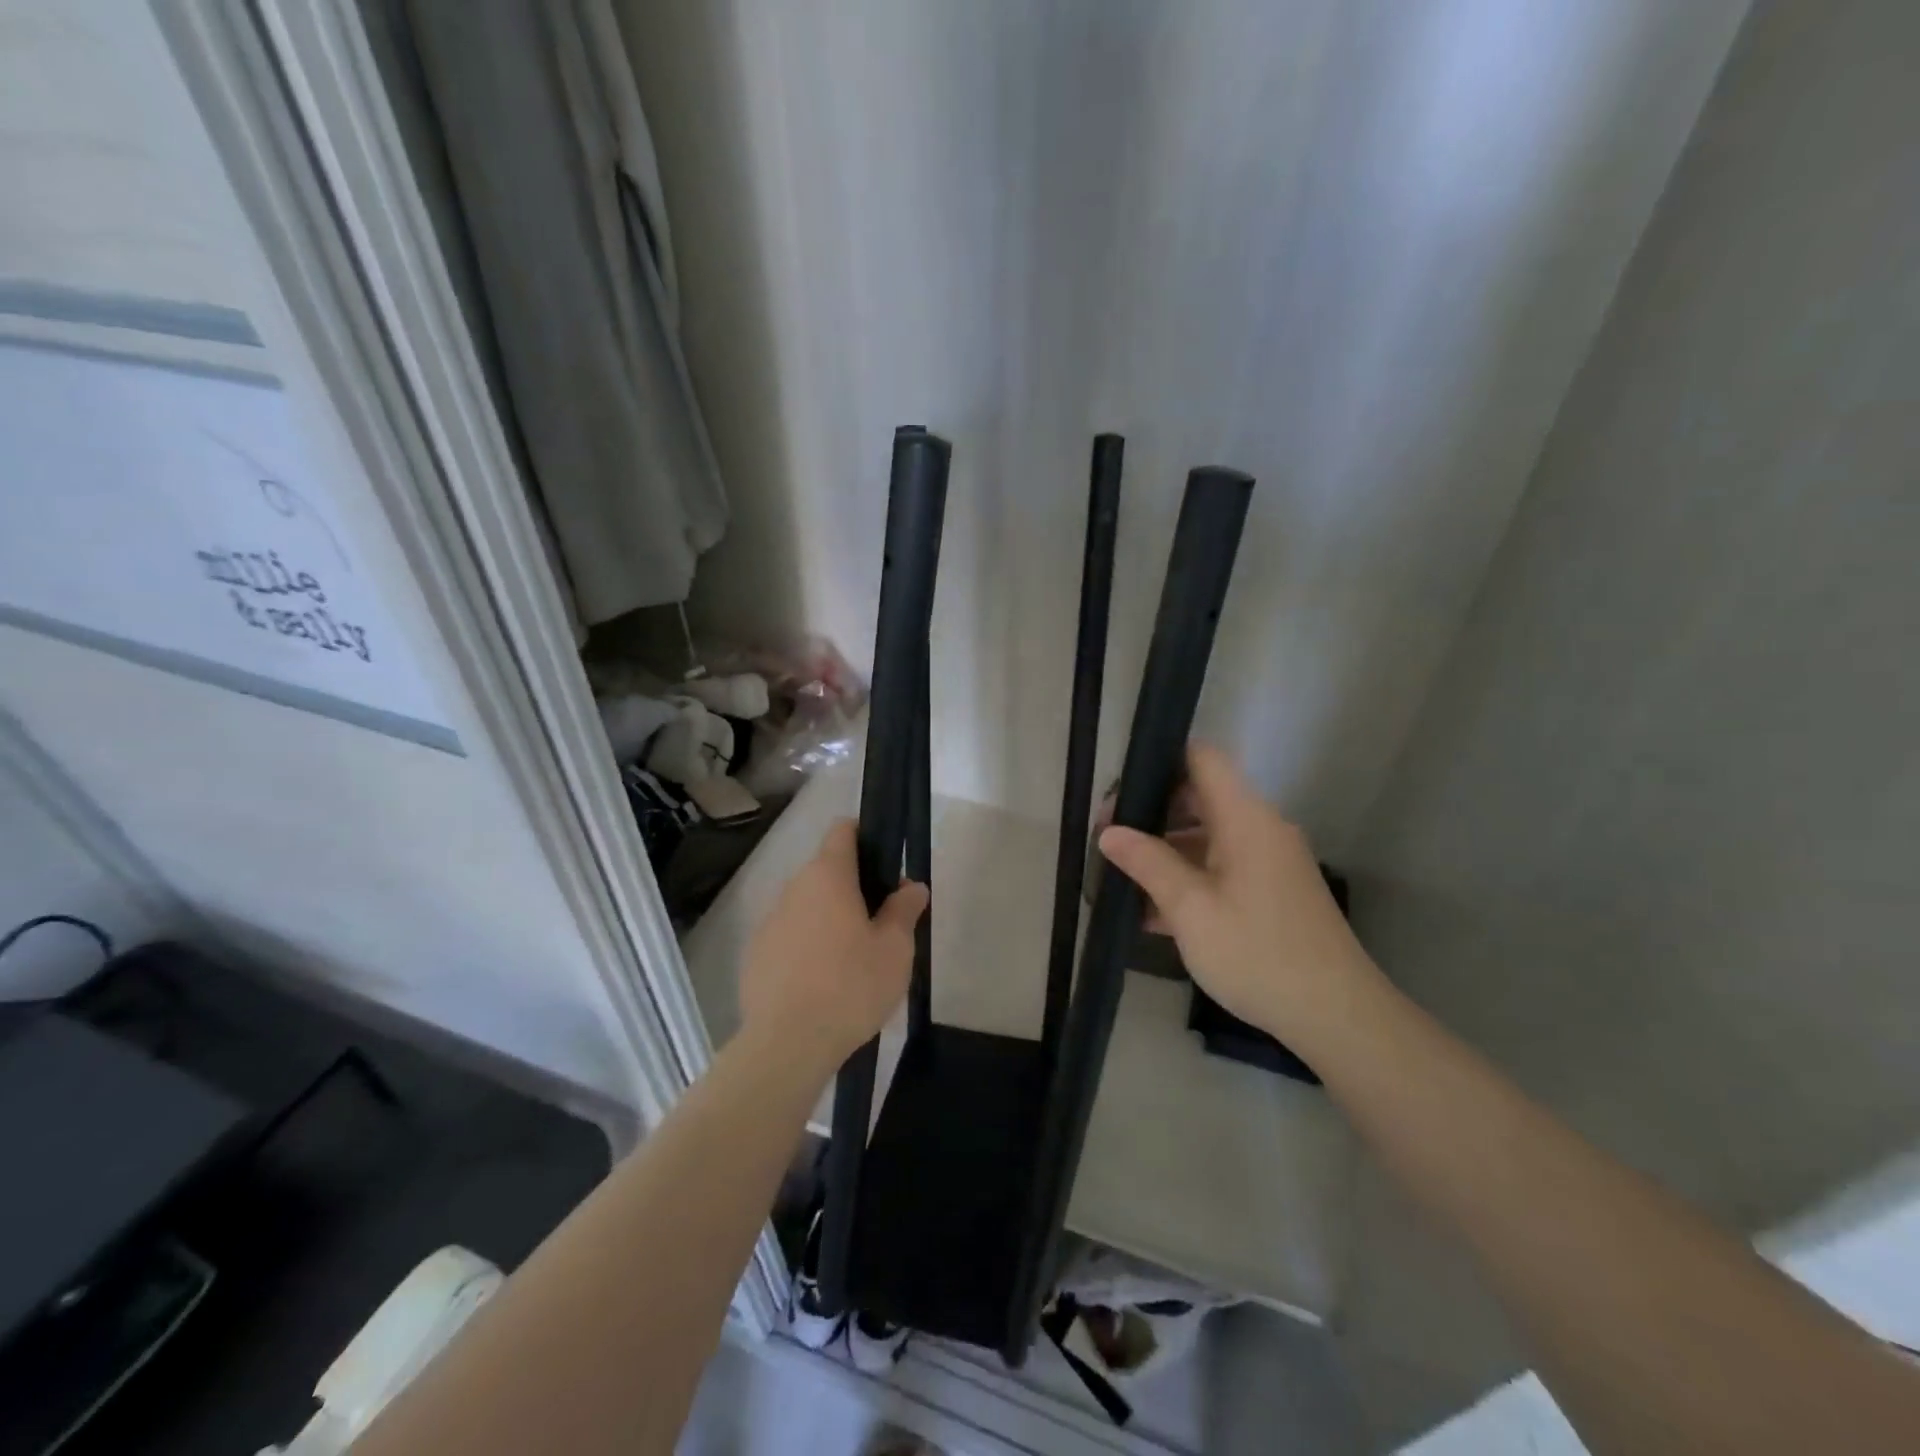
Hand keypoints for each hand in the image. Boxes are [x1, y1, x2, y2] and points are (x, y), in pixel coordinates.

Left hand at [739, 820, 927, 1072]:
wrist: (787, 1045)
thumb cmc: (851, 986)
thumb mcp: (895, 949)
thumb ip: (905, 910)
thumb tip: (911, 886)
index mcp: (828, 876)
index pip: (843, 830)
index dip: (866, 837)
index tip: (886, 866)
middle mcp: (793, 888)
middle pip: (827, 871)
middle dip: (854, 888)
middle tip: (882, 924)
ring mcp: (769, 921)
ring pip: (807, 906)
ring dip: (830, 919)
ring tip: (853, 960)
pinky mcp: (755, 955)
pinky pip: (789, 936)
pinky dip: (807, 947)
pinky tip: (822, 983)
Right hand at [1098, 744, 1377, 1046]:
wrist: (1336, 1016)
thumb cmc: (1257, 953)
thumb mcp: (1190, 909)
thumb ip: (1148, 863)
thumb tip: (1109, 832)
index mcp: (1245, 818)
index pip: (1203, 758)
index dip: (1160, 761)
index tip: (1121, 792)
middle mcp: (1260, 829)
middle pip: (1200, 797)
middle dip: (1152, 814)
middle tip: (1108, 838)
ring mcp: (1269, 862)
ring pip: (1208, 837)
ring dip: (1166, 851)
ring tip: (1121, 877)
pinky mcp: (1272, 892)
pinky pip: (1222, 868)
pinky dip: (1189, 878)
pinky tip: (1152, 912)